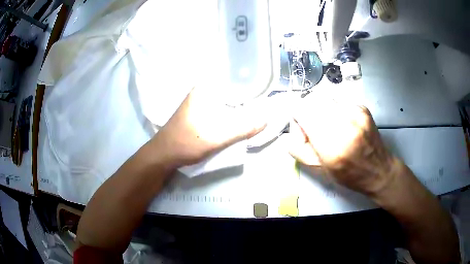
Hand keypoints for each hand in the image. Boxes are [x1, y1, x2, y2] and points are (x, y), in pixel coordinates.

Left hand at [151, 87, 265, 167]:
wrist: (163, 156)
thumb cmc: (185, 143)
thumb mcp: (216, 137)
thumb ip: (242, 129)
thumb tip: (266, 120)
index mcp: (203, 90)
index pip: (233, 81)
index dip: (250, 87)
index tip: (264, 92)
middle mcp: (201, 92)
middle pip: (230, 91)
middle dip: (246, 98)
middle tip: (263, 103)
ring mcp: (199, 102)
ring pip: (225, 101)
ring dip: (238, 107)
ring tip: (255, 110)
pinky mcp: (198, 113)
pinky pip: (219, 109)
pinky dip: (229, 113)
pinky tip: (238, 119)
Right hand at [289, 97, 399, 195]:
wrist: (379, 170)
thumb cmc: (349, 175)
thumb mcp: (319, 170)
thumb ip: (298, 148)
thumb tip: (294, 128)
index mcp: (332, 145)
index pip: (302, 110)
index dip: (296, 116)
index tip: (300, 127)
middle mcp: (345, 124)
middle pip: (312, 100)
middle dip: (307, 111)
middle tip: (312, 126)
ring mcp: (356, 113)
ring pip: (325, 97)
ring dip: (320, 109)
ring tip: (328, 125)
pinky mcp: (362, 108)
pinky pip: (339, 101)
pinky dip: (334, 109)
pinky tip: (342, 123)